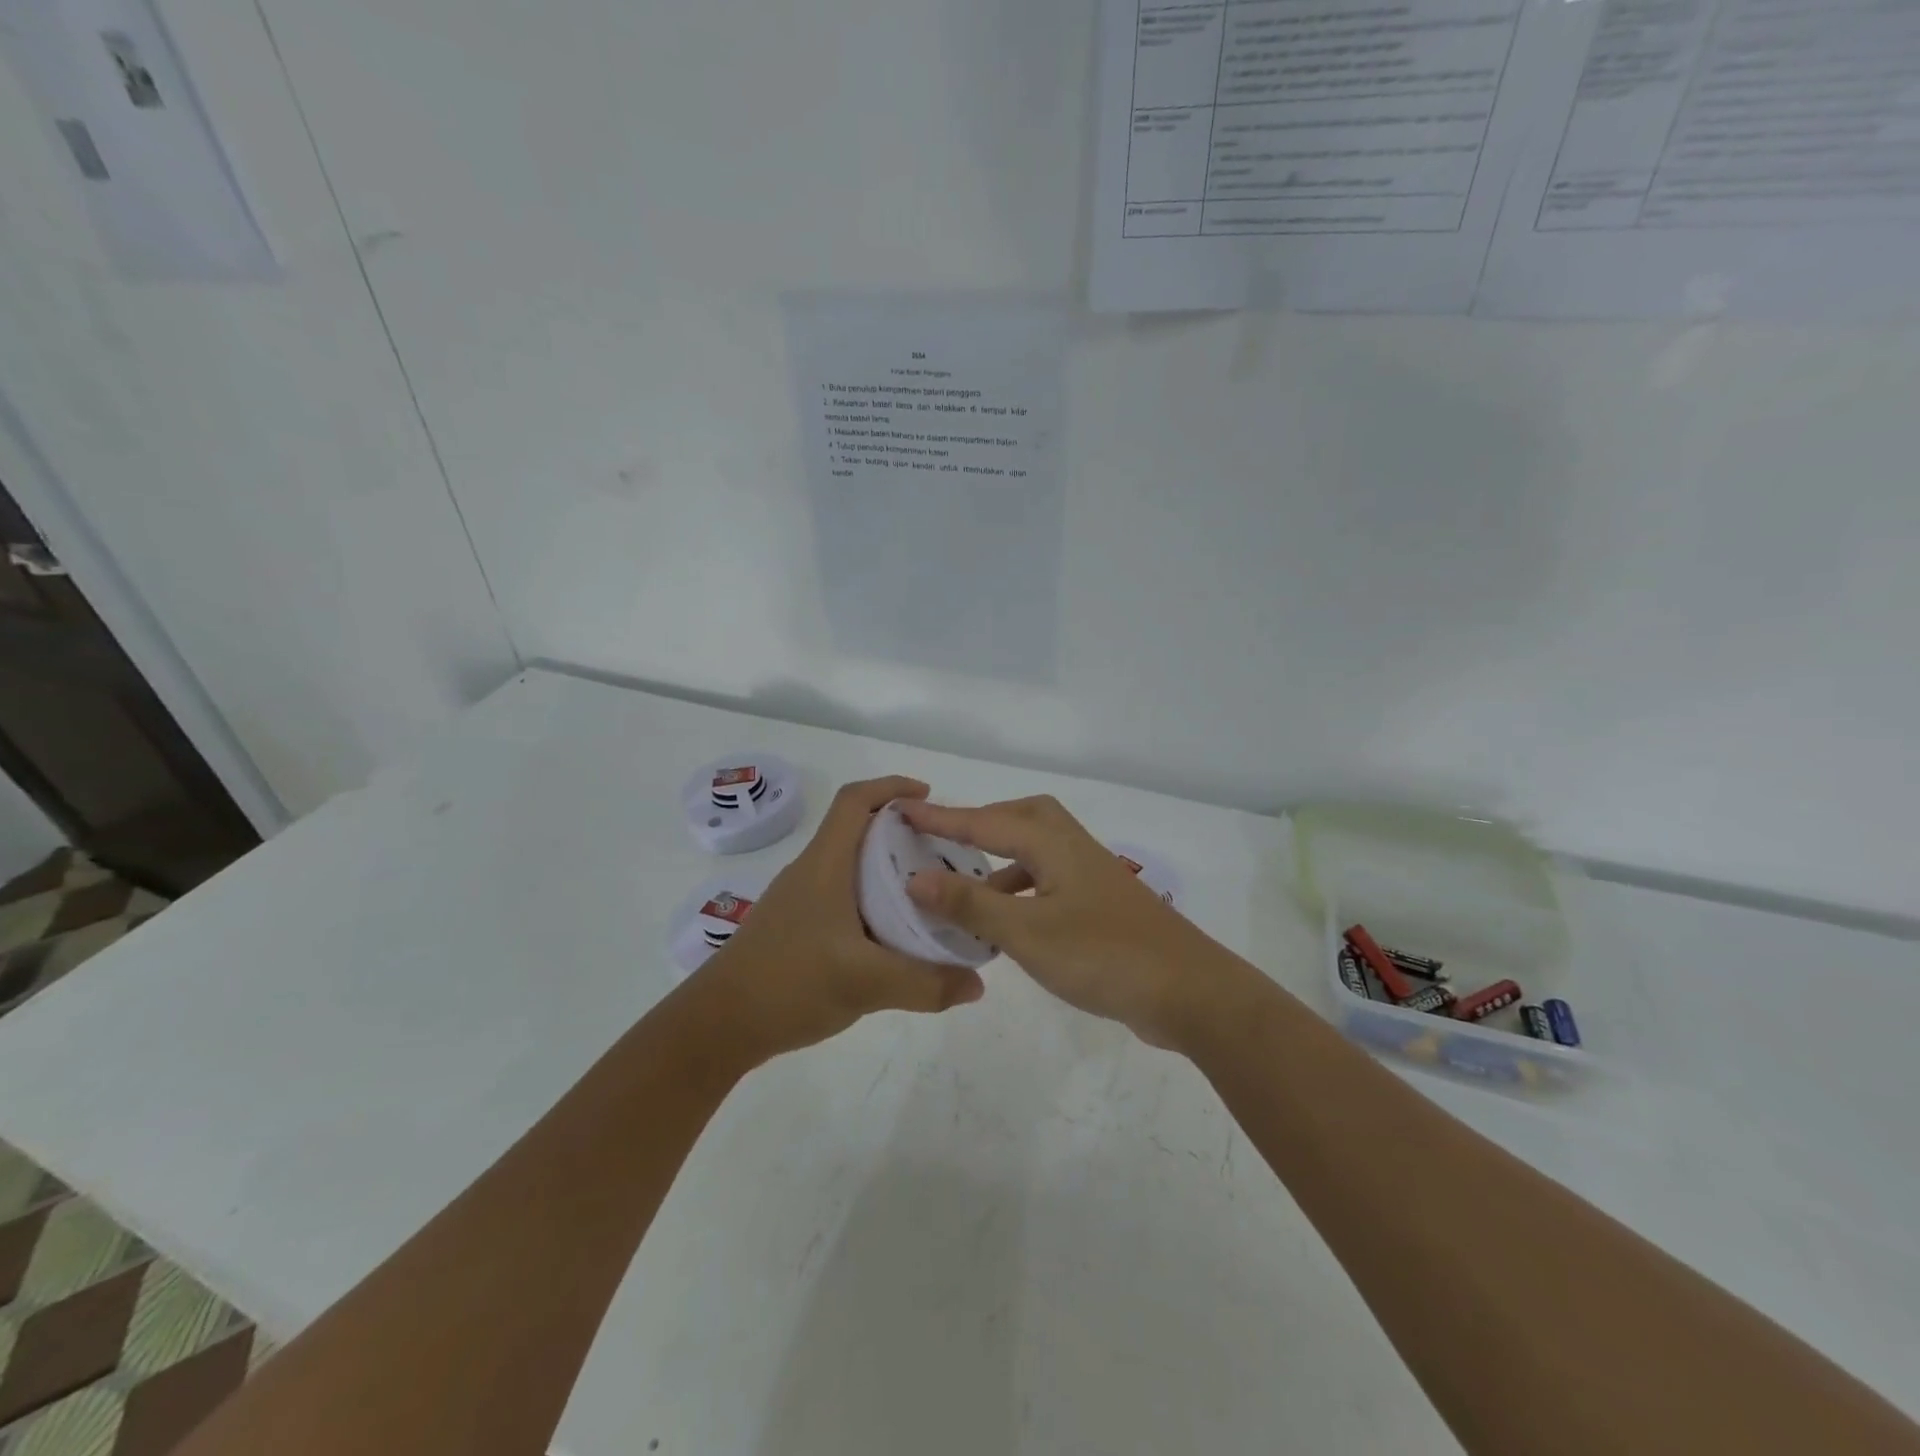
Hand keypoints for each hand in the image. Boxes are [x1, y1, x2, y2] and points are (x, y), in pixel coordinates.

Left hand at [691, 775, 985, 1064]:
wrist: (717, 1026)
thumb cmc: (788, 984)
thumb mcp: (866, 984)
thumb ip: (926, 983)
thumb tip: (979, 983)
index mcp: (825, 865)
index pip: (854, 801)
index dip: (890, 787)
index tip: (928, 797)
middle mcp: (811, 872)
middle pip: (857, 831)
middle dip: (901, 831)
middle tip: (943, 853)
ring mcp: (800, 900)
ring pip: (850, 867)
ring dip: (887, 869)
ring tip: (928, 893)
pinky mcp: (796, 927)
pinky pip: (843, 897)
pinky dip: (872, 900)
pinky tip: (892, 935)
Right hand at [901, 795, 1236, 1048]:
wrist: (1189, 993)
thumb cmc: (1103, 956)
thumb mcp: (1027, 932)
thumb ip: (970, 904)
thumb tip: (917, 876)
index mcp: (1053, 844)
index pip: (985, 821)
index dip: (941, 818)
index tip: (902, 809)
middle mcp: (1074, 849)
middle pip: (1024, 817)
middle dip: (982, 824)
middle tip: (947, 842)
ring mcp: (1093, 878)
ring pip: (1038, 852)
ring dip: (1001, 863)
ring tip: (965, 891)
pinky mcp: (1102, 907)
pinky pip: (1050, 882)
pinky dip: (1022, 892)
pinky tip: (1007, 925)